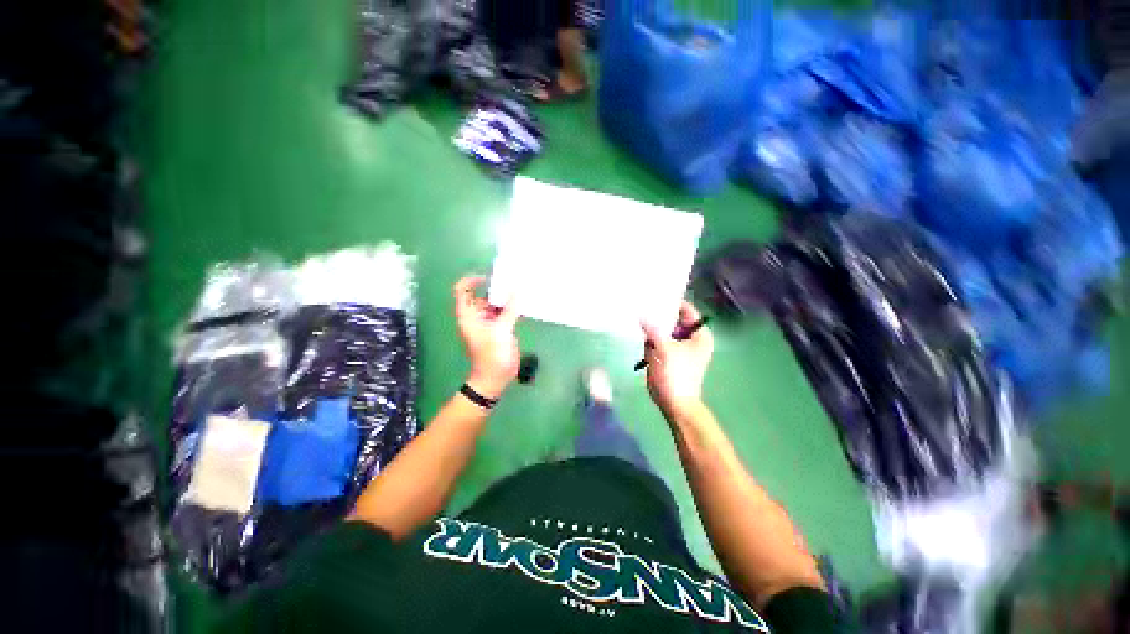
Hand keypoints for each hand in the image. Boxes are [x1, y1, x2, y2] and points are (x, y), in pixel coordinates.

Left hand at [453, 276, 520, 399]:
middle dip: (496, 289)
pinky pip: (504, 314)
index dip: (472, 280)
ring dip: (506, 298)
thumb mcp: (501, 330)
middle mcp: (476, 316)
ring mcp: (488, 323)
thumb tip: (518, 289)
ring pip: (495, 305)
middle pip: (482, 296)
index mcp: (469, 315)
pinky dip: (512, 308)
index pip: (462, 290)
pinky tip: (524, 304)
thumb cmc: (492, 354)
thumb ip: (510, 309)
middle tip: (513, 281)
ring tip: (521, 289)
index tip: (489, 278)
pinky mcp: (499, 330)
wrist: (495, 377)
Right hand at [642, 302, 714, 419]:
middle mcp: (692, 339)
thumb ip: (653, 329)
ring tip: (638, 316)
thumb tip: (641, 314)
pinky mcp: (670, 356)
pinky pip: (659, 341)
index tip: (653, 296)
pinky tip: (639, 333)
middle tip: (641, 305)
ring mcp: (680, 348)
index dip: (671, 303)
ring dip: (653, 327)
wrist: (674, 403)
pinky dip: (651, 339)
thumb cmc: (675, 374)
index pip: (686, 310)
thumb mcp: (663, 348)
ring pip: (665, 331)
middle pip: (674, 320)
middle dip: (659, 315)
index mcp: (699, 335)